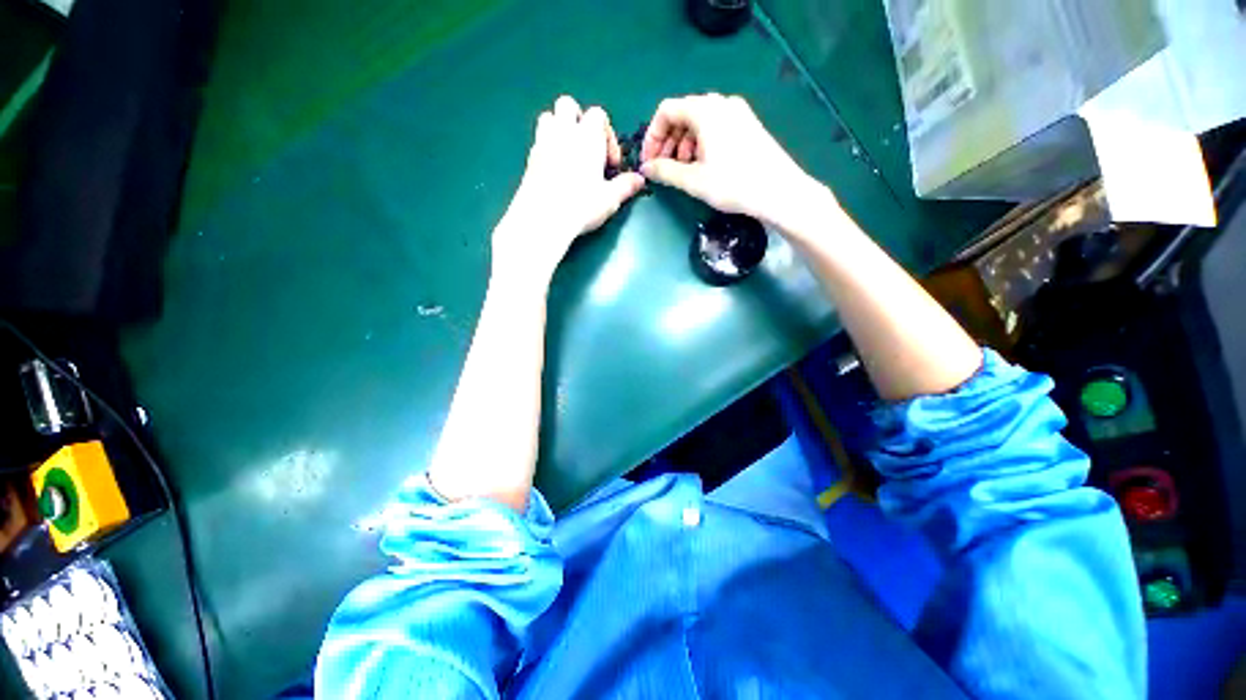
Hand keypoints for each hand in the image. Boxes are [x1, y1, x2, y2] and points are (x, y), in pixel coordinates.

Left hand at [494, 96, 645, 284]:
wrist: (544, 218)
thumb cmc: (582, 206)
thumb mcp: (610, 199)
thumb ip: (625, 186)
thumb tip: (639, 180)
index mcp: (588, 136)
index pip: (598, 115)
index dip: (607, 136)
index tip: (610, 163)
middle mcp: (564, 131)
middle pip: (568, 105)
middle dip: (579, 120)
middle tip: (587, 149)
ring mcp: (543, 142)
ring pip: (548, 117)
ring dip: (559, 128)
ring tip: (569, 154)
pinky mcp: (529, 158)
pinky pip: (538, 141)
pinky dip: (548, 147)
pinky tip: (555, 171)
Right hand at [639, 94, 826, 230]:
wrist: (779, 191)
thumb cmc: (733, 184)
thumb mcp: (694, 180)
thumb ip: (665, 171)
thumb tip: (646, 168)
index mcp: (705, 110)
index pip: (666, 111)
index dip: (652, 136)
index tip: (649, 161)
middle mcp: (721, 103)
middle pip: (683, 114)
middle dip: (668, 141)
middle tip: (664, 168)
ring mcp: (737, 112)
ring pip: (699, 122)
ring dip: (683, 144)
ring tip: (684, 170)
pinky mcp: (748, 125)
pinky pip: (715, 126)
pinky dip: (701, 143)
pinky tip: (704, 166)